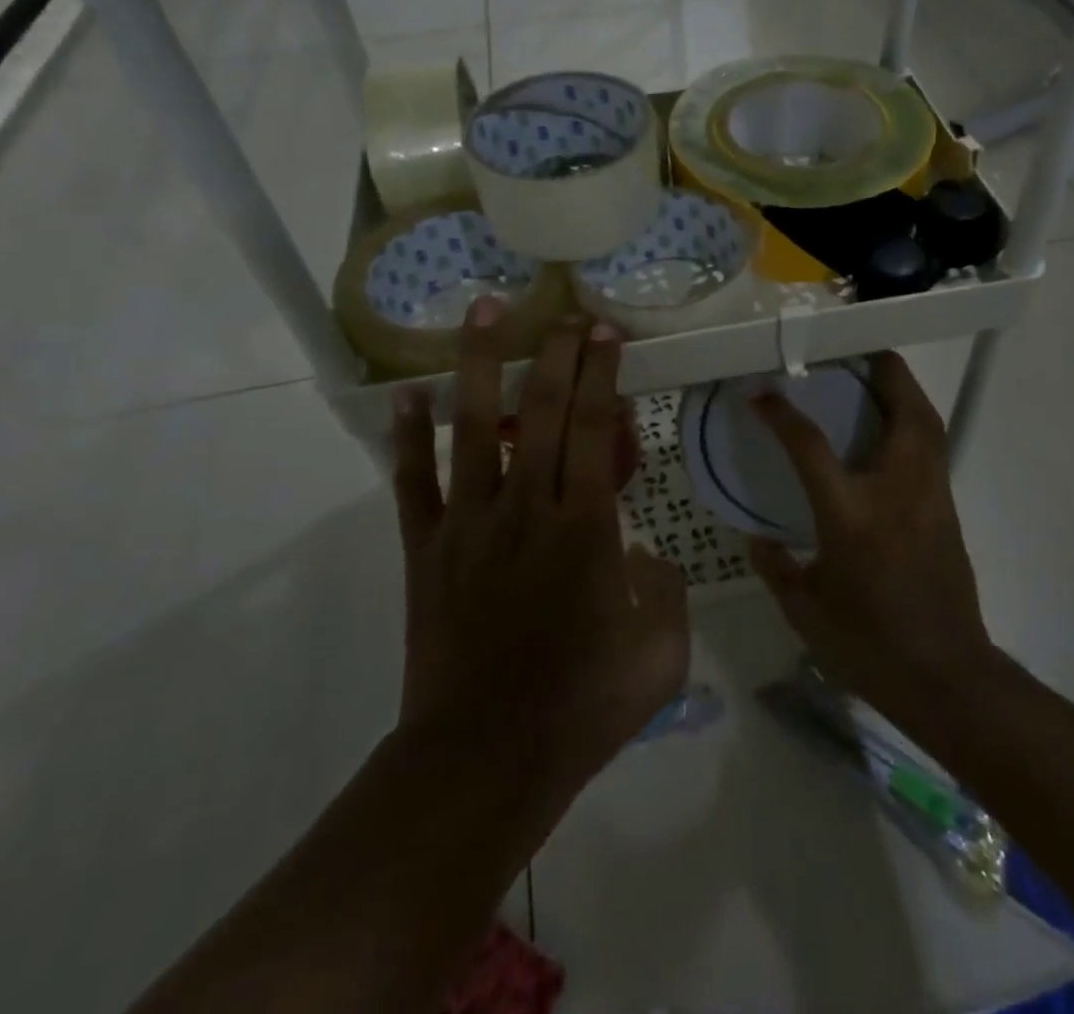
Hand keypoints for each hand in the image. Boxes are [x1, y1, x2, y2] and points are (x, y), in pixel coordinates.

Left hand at [390, 304, 688, 803]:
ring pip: (473, 427)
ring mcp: (469, 524)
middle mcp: (527, 507)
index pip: (597, 427)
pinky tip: (407, 395)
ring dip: (480, 365)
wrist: (484, 761)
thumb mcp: (661, 654)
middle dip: (557, 353)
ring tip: (485, 312)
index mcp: (586, 526)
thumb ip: (666, 591)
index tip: (606, 332)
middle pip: (542, 410)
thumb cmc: (581, 708)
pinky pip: (413, 482)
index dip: (603, 373)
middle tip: (564, 313)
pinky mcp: (427, 550)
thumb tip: (645, 556)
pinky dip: (408, 436)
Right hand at [748, 351, 996, 737]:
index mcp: (852, 515)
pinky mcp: (948, 510)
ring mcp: (931, 498)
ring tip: (878, 376)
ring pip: (928, 424)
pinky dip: (914, 422)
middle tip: (858, 348)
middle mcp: (897, 492)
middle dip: (883, 370)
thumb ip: (776, 568)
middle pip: (902, 410)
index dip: (782, 413)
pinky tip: (892, 430)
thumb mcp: (806, 613)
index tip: (761, 393)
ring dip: (904, 390)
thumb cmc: (869, 646)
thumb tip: (757, 537)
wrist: (947, 678)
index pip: (810, 446)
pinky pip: (933, 448)